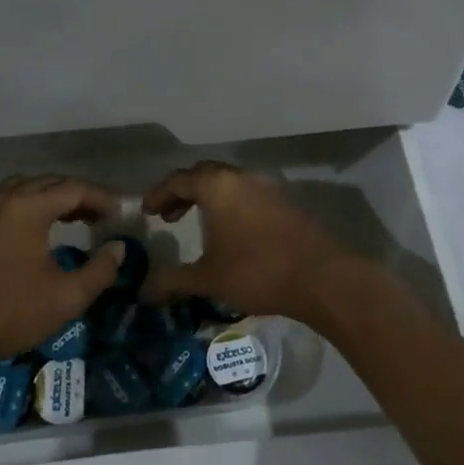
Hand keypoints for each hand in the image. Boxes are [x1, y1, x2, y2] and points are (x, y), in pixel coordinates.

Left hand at [0, 175, 124, 378]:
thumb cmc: (6, 314)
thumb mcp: (65, 299)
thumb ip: (100, 270)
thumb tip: (118, 248)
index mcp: (28, 207)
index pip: (74, 188)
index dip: (102, 197)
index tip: (120, 212)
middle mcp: (3, 199)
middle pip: (49, 182)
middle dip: (78, 194)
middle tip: (100, 215)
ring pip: (23, 189)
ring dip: (50, 197)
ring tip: (70, 218)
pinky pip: (4, 203)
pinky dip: (27, 207)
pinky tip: (34, 232)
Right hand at [139, 162, 360, 322]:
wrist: (319, 276)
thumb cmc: (256, 271)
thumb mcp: (208, 278)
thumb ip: (173, 280)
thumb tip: (144, 290)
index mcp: (217, 186)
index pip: (178, 179)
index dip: (158, 194)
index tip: (146, 211)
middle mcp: (240, 177)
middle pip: (203, 174)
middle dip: (182, 191)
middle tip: (168, 214)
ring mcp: (266, 186)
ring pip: (228, 182)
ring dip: (208, 197)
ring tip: (197, 222)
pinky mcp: (284, 200)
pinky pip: (247, 192)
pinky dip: (230, 203)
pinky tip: (231, 230)